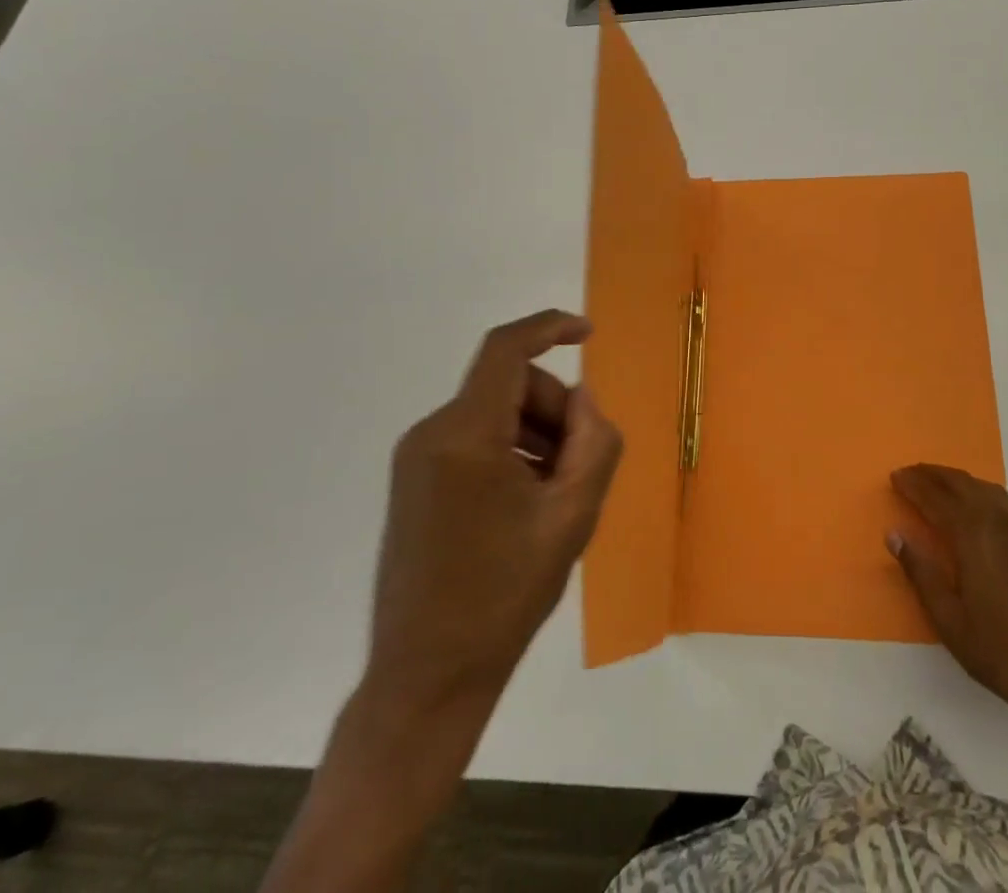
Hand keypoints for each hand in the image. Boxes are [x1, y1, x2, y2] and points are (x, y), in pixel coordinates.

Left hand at [365, 310, 622, 717]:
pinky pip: (473, 440)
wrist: (426, 679)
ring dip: (535, 435)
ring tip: (556, 495)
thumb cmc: (504, 597)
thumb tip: (582, 399)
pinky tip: (527, 504)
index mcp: (465, 436)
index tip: (587, 334)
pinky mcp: (413, 482)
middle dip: (553, 409)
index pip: (506, 350)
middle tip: (581, 464)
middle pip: (507, 386)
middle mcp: (431, 434)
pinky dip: (510, 452)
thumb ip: (594, 442)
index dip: (549, 328)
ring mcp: (416, 459)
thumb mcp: (572, 516)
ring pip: (493, 413)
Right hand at [889, 464, 1007, 732]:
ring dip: (958, 479)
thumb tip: (894, 534)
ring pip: (985, 488)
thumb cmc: (998, 651)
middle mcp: (997, 524)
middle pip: (962, 484)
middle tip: (910, 473)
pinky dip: (979, 491)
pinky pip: (1001, 502)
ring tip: (938, 483)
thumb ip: (920, 572)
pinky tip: (974, 506)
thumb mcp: (948, 618)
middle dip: (933, 474)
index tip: (894, 476)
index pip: (936, 499)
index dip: (913, 485)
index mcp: (972, 537)